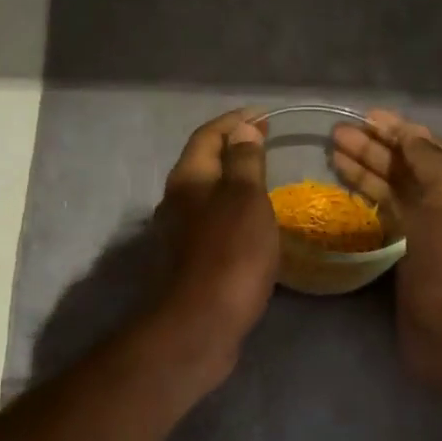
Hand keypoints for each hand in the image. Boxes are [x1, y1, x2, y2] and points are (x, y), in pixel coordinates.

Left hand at [151, 109, 280, 363]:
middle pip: (203, 164)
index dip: (234, 121)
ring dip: (232, 182)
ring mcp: (179, 234)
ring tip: (264, 180)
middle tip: (266, 145)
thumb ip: (244, 162)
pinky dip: (233, 212)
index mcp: (187, 179)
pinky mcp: (189, 262)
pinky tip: (253, 224)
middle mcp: (176, 201)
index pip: (208, 136)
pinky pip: (212, 223)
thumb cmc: (229, 254)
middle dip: (232, 150)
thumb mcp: (245, 199)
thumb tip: (242, 129)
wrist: (200, 324)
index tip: (264, 116)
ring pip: (207, 196)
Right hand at [331, 110, 441, 405]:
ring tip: (333, 151)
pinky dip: (366, 195)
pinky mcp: (407, 250)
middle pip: (407, 164)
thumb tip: (409, 133)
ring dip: (366, 167)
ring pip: (393, 186)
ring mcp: (427, 227)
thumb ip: (430, 162)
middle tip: (337, 134)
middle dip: (374, 146)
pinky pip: (385, 212)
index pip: (428, 146)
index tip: (365, 116)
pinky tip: (344, 186)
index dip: (398, 129)